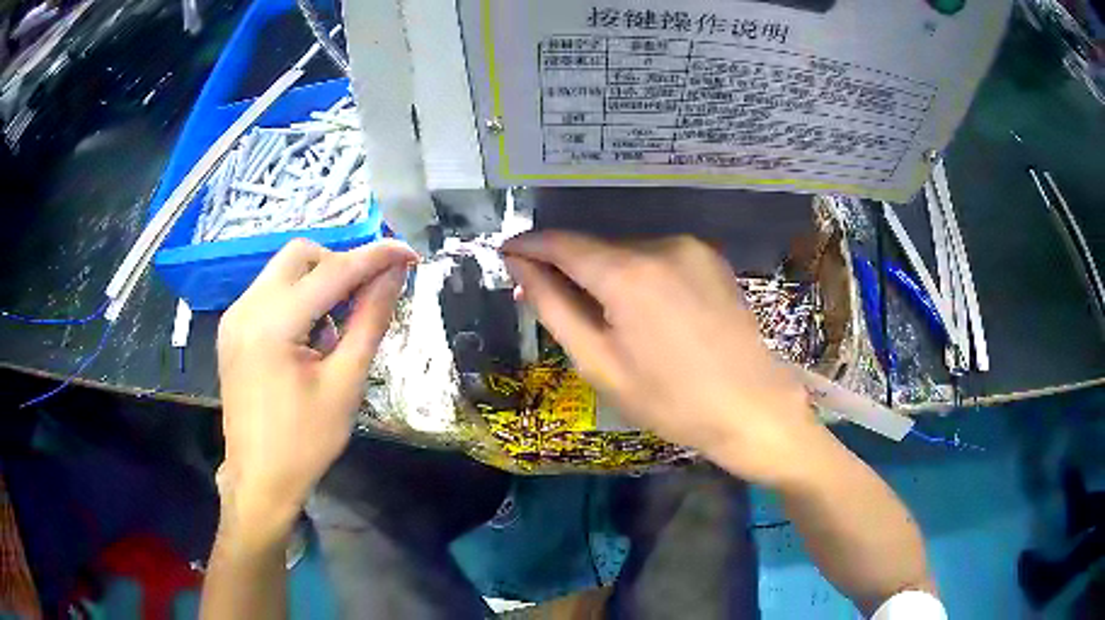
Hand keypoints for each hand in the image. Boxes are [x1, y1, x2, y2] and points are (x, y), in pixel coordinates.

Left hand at [216, 238, 415, 529]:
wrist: (259, 479)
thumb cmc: (306, 442)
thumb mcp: (345, 383)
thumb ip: (370, 321)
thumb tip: (395, 275)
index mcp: (273, 324)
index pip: (333, 270)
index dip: (375, 257)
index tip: (409, 254)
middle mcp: (246, 307)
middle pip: (301, 255)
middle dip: (340, 266)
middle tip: (365, 299)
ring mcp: (234, 316)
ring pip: (284, 271)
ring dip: (318, 286)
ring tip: (331, 337)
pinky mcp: (232, 329)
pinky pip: (270, 293)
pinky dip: (298, 301)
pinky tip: (307, 341)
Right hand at [502, 232, 821, 486]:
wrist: (752, 407)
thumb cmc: (670, 400)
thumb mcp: (599, 363)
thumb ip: (553, 307)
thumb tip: (520, 267)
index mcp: (628, 273)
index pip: (562, 243)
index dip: (529, 246)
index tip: (506, 253)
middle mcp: (660, 245)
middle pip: (596, 247)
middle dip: (566, 265)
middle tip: (545, 295)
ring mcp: (691, 248)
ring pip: (627, 252)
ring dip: (603, 272)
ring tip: (599, 313)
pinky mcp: (710, 258)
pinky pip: (657, 258)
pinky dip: (637, 274)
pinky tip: (642, 310)